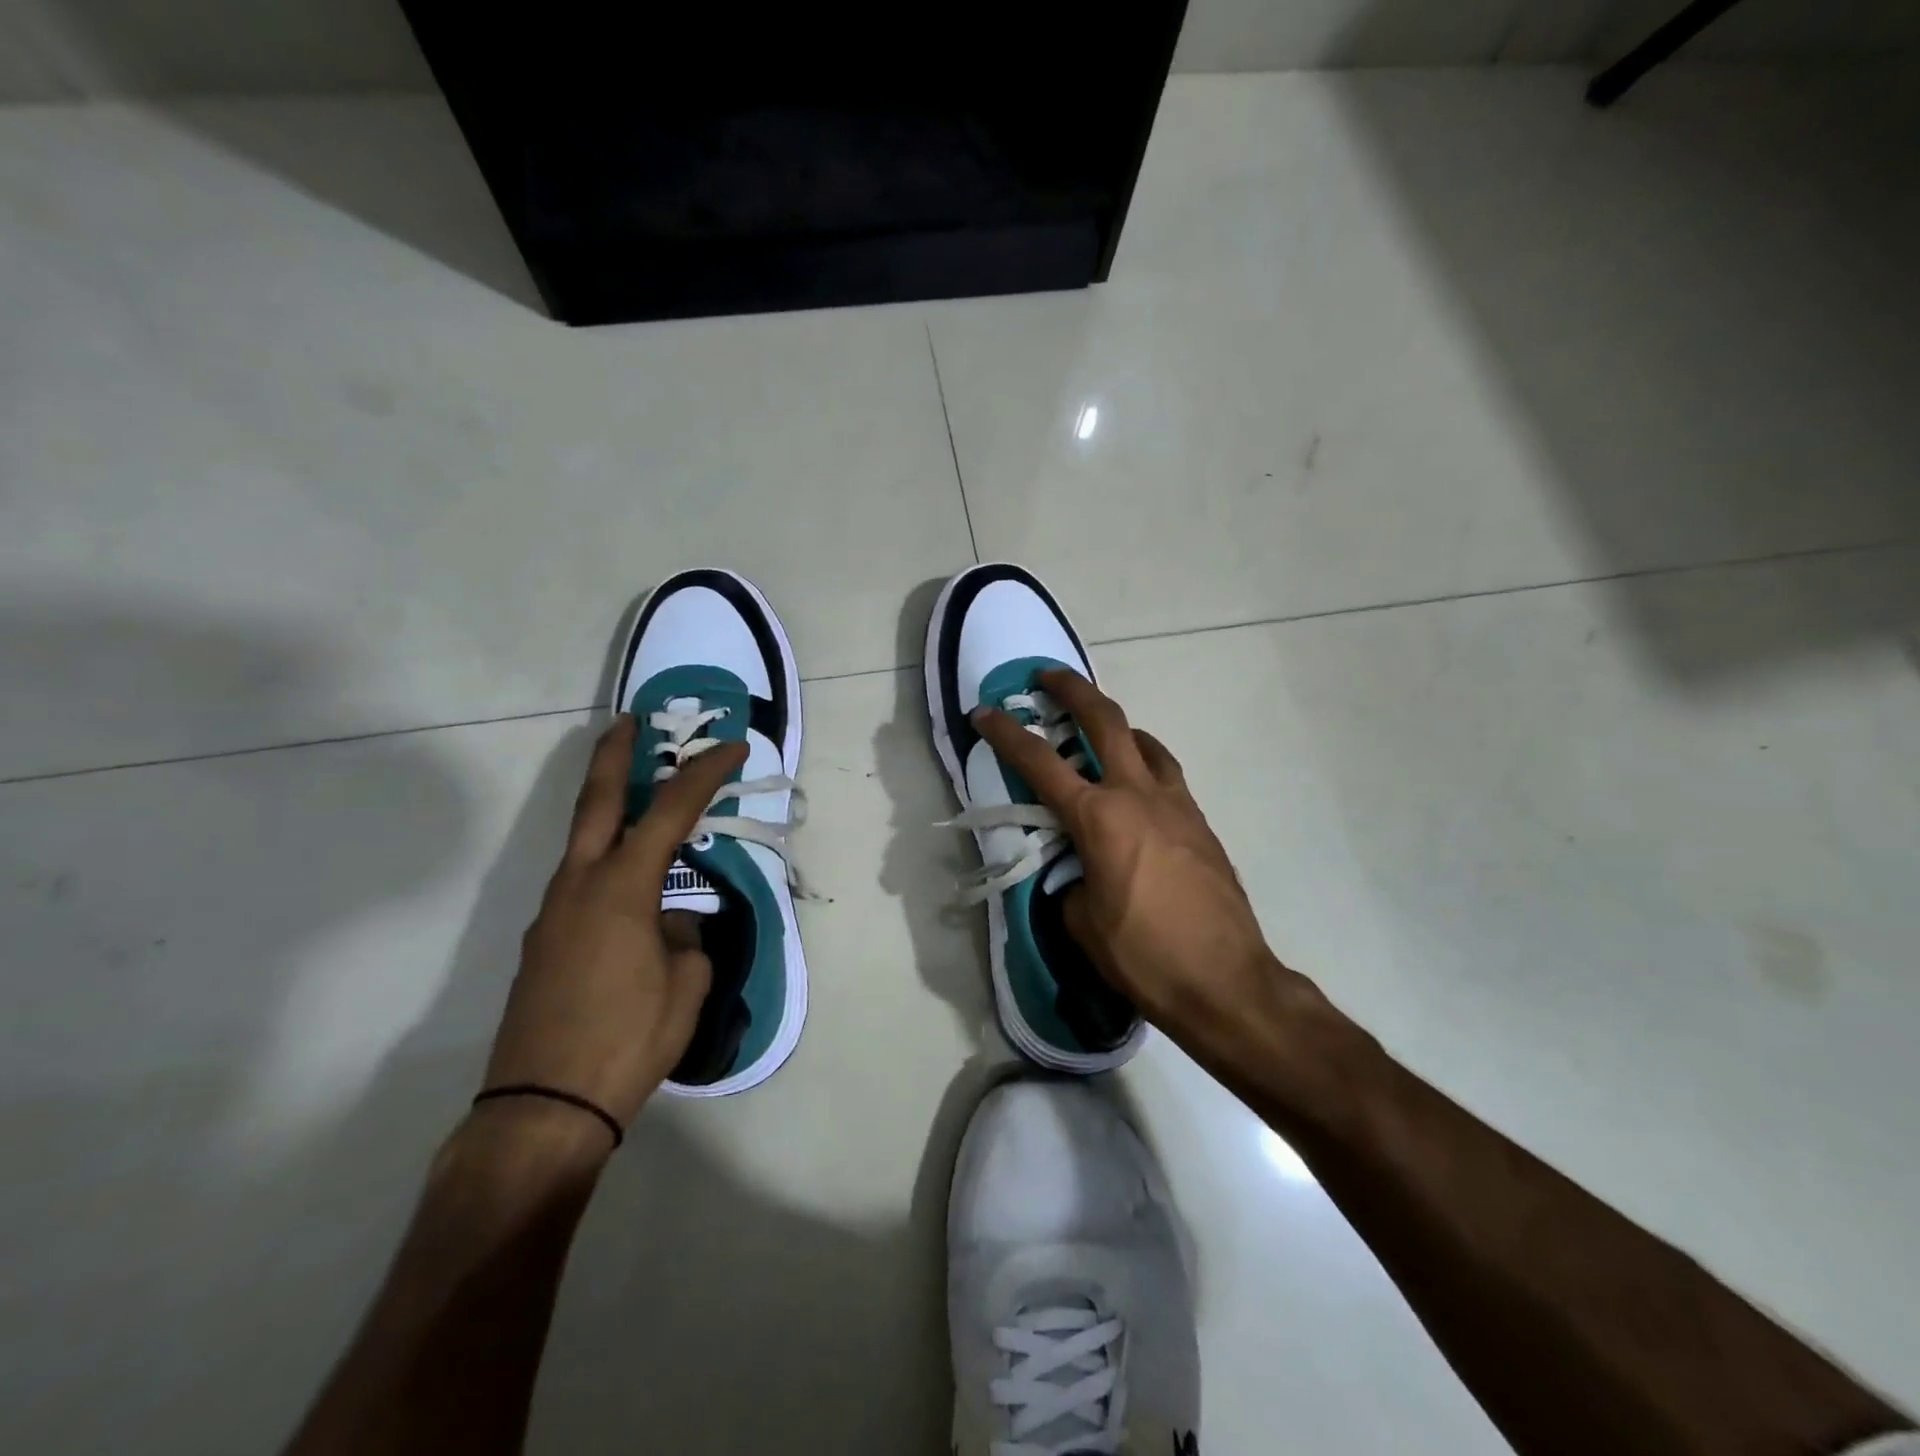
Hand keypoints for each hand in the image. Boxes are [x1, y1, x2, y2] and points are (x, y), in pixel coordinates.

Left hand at [480, 716, 746, 1136]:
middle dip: (614, 755)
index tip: (731, 747)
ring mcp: (552, 914)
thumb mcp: (686, 984)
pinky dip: (607, 867)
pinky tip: (632, 900)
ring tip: (642, 808)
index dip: (704, 773)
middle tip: (629, 722)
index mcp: (621, 887)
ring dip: (609, 814)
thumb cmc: (628, 1037)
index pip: (670, 810)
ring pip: (583, 844)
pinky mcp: (542, 944)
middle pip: (595, 802)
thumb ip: (685, 938)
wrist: (543, 1107)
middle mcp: (579, 886)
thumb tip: (670, 925)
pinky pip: (580, 887)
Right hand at [974, 670, 1317, 1045]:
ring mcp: (1176, 805)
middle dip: (1072, 690)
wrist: (1227, 982)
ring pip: (1144, 742)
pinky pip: (1166, 774)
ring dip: (1116, 725)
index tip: (985, 711)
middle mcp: (1138, 796)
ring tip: (1097, 732)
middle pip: (1105, 720)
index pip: (1040, 763)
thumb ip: (1070, 882)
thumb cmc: (1145, 956)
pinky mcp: (1200, 822)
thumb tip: (1076, 870)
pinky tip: (1136, 788)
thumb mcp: (1083, 923)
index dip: (1007, 733)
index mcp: (1099, 818)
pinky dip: (1143, 763)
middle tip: (1048, 676)